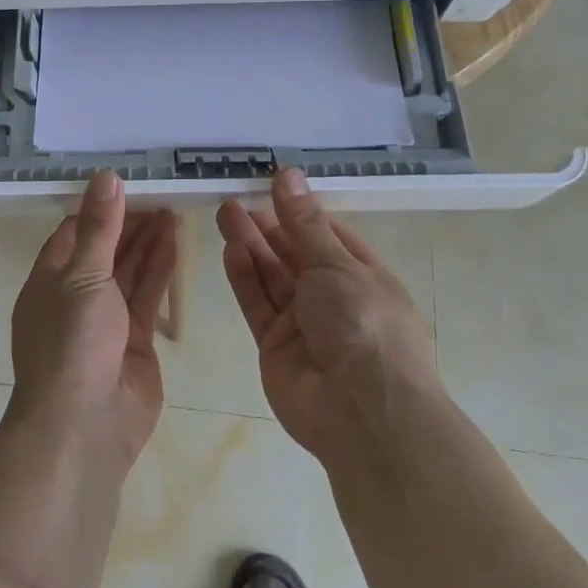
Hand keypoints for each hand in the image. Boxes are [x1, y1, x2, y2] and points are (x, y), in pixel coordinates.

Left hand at [10, 171, 177, 468]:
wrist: (85, 424)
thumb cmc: (71, 342)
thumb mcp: (82, 275)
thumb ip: (100, 227)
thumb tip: (105, 176)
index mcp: (49, 281)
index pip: (73, 234)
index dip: (98, 209)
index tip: (126, 184)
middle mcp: (75, 297)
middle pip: (104, 251)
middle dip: (128, 224)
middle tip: (159, 194)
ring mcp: (106, 321)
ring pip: (128, 272)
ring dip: (148, 242)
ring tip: (172, 210)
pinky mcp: (134, 340)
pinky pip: (146, 296)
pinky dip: (159, 269)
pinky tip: (174, 242)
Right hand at [217, 169, 435, 463]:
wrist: (363, 413)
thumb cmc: (363, 323)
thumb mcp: (336, 264)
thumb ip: (304, 222)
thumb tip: (288, 174)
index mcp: (362, 275)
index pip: (327, 234)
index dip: (299, 210)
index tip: (270, 184)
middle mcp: (333, 297)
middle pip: (294, 253)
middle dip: (267, 225)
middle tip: (235, 196)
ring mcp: (303, 323)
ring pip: (272, 276)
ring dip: (251, 245)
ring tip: (225, 212)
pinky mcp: (276, 345)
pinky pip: (258, 304)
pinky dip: (245, 278)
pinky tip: (231, 249)